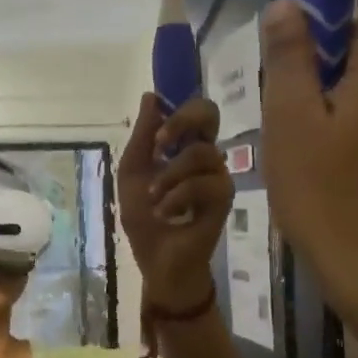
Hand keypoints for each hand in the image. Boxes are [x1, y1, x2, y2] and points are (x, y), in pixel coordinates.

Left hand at [117, 93, 231, 307]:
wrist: (158, 261)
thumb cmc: (145, 219)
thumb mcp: (132, 175)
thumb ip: (141, 137)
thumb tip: (151, 96)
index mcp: (183, 147)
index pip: (194, 111)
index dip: (176, 111)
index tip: (155, 134)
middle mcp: (204, 156)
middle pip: (210, 114)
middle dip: (182, 122)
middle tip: (160, 145)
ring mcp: (217, 176)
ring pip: (201, 153)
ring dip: (169, 176)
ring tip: (154, 199)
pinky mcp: (224, 199)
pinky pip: (205, 184)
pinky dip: (178, 196)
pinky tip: (167, 213)